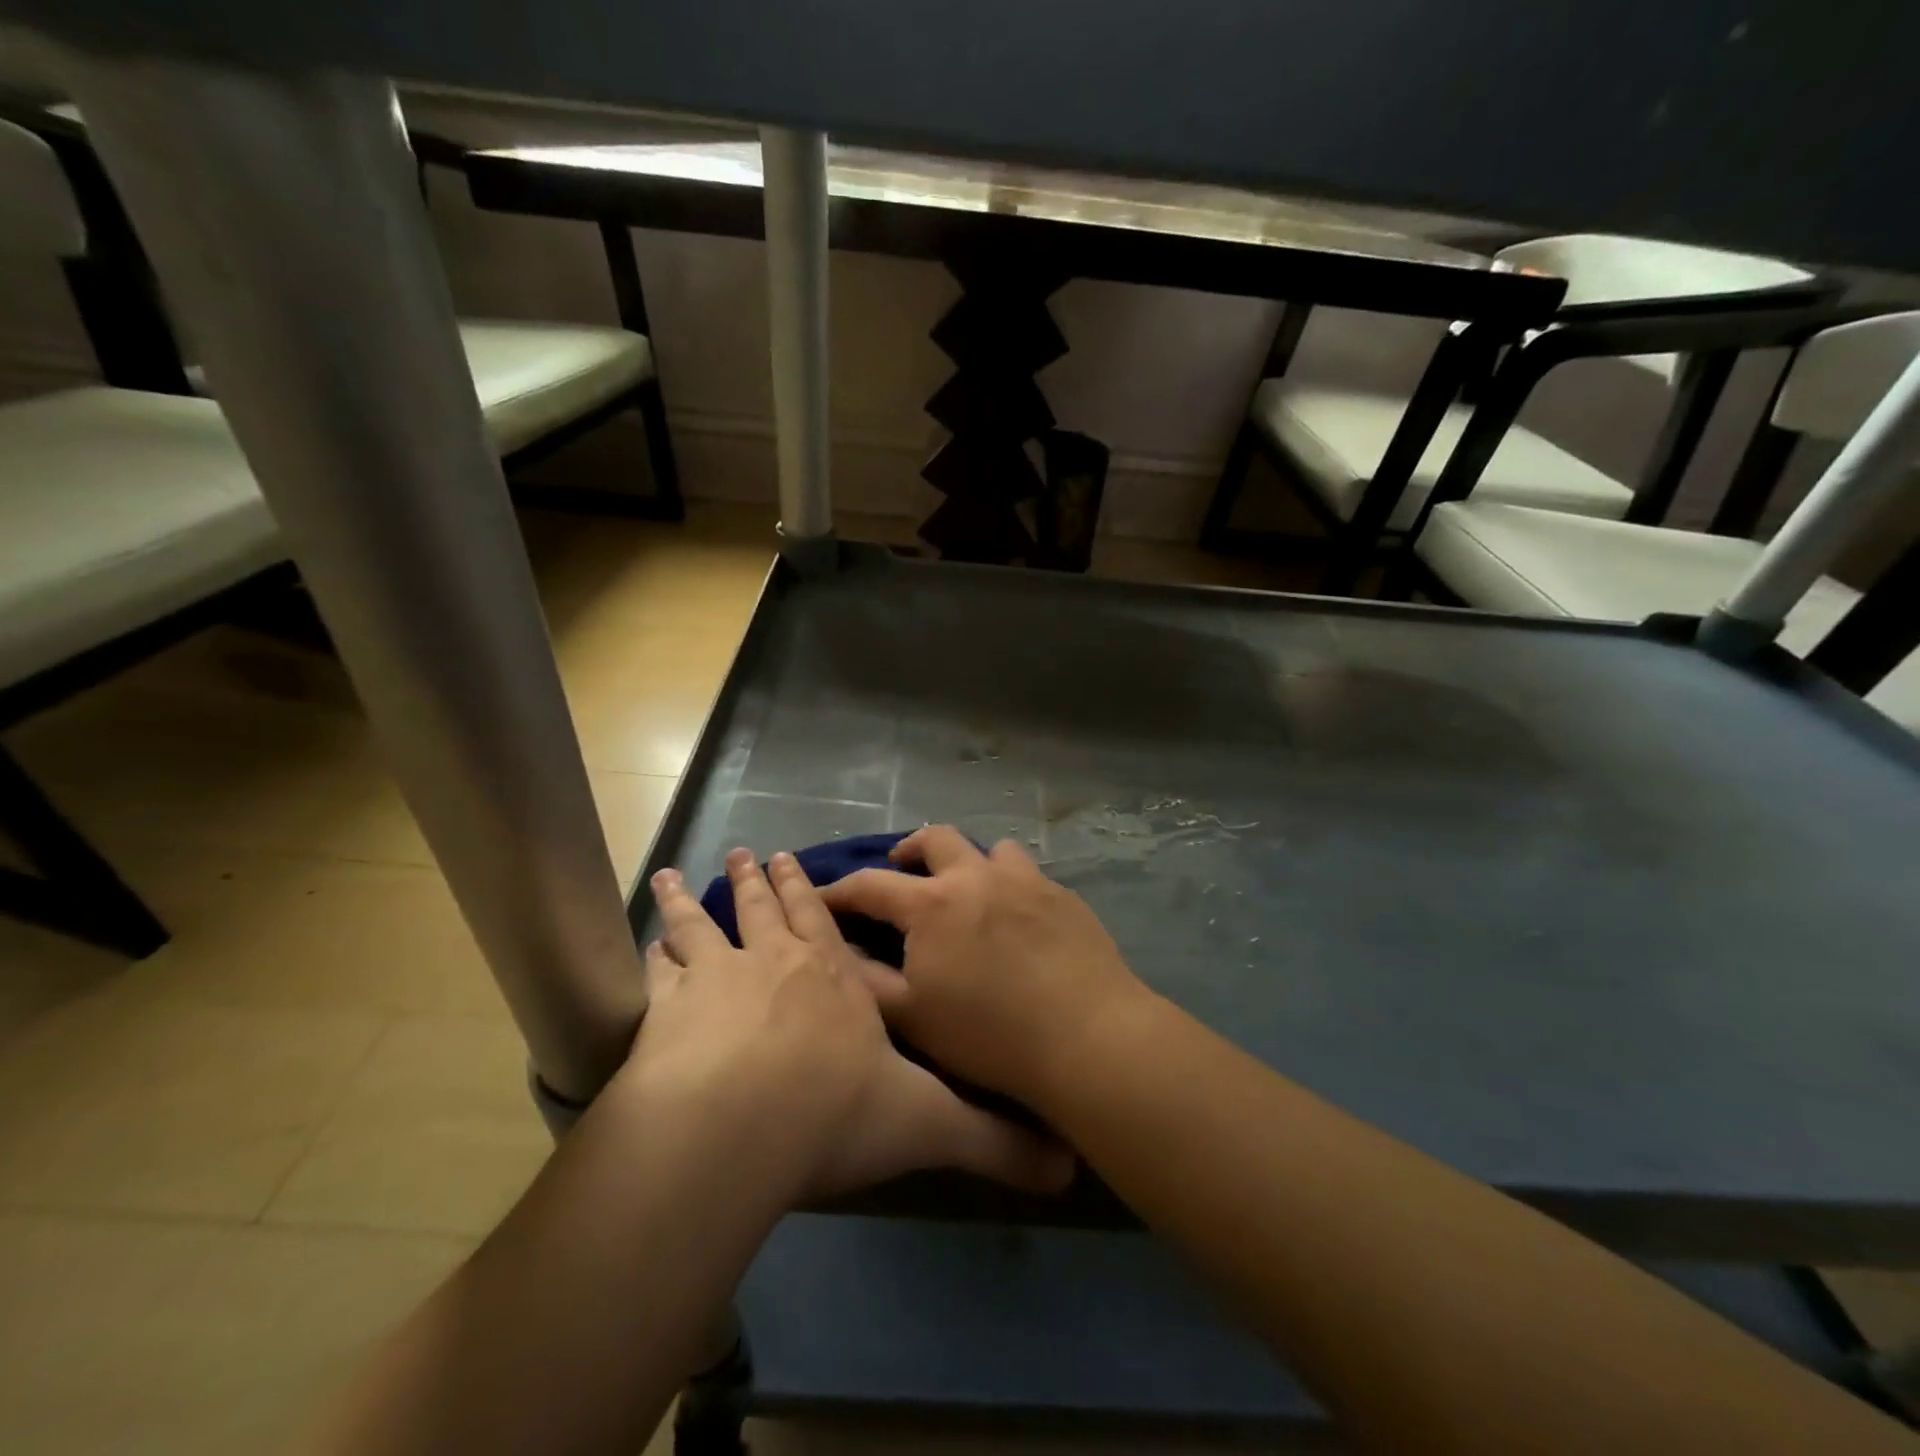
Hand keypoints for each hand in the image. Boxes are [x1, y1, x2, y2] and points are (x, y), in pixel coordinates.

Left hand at [622, 847, 1072, 1202]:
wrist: (739, 1126)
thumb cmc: (835, 1112)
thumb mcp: (926, 1125)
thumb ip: (993, 1140)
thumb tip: (1067, 1167)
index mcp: (833, 977)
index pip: (822, 920)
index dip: (808, 889)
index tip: (791, 858)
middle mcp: (775, 963)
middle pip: (764, 907)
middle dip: (757, 879)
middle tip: (743, 851)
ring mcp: (717, 979)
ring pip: (702, 926)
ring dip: (690, 901)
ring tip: (674, 875)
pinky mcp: (667, 1010)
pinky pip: (658, 972)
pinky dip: (653, 954)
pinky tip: (645, 944)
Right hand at [820, 826, 1153, 1111]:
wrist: (1087, 1035)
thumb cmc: (989, 1034)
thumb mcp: (912, 1017)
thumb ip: (866, 979)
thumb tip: (837, 948)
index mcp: (932, 903)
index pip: (870, 884)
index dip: (840, 890)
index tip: (823, 897)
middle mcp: (976, 876)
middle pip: (935, 839)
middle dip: (909, 849)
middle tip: (901, 868)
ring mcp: (1025, 880)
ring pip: (989, 849)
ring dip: (967, 860)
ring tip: (965, 887)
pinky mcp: (1062, 895)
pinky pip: (1027, 873)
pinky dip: (1007, 882)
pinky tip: (1014, 915)